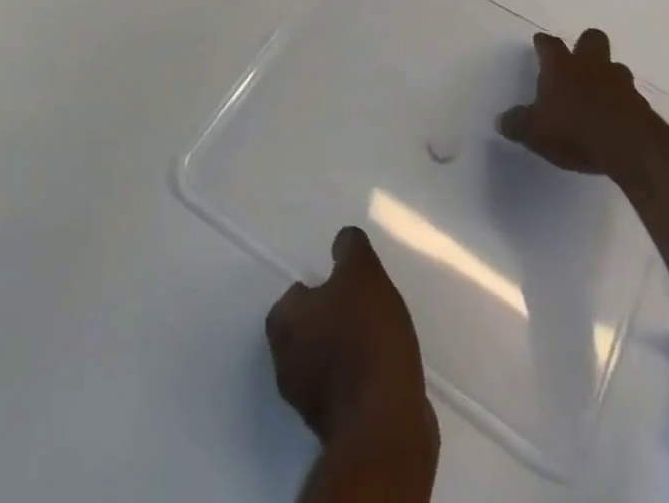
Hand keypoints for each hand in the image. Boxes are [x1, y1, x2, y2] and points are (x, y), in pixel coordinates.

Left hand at [265, 227, 436, 454]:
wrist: (385, 425)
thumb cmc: (365, 338)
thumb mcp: (362, 273)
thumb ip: (350, 248)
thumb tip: (343, 240)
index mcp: (284, 322)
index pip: (296, 294)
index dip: (322, 287)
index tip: (347, 287)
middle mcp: (284, 362)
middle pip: (308, 328)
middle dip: (332, 319)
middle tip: (364, 309)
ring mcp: (306, 402)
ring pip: (324, 360)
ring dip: (346, 350)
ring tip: (379, 338)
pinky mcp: (332, 428)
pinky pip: (343, 389)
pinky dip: (358, 379)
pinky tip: (383, 370)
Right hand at [496, 28, 663, 182]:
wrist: (630, 147)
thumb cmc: (575, 131)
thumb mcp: (534, 132)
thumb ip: (517, 124)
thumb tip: (502, 121)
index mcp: (561, 66)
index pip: (549, 44)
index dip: (543, 43)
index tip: (539, 43)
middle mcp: (591, 65)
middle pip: (591, 39)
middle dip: (585, 46)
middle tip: (577, 61)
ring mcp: (619, 82)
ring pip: (614, 66)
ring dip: (607, 75)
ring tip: (598, 93)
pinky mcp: (640, 103)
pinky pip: (629, 94)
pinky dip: (622, 102)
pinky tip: (615, 118)